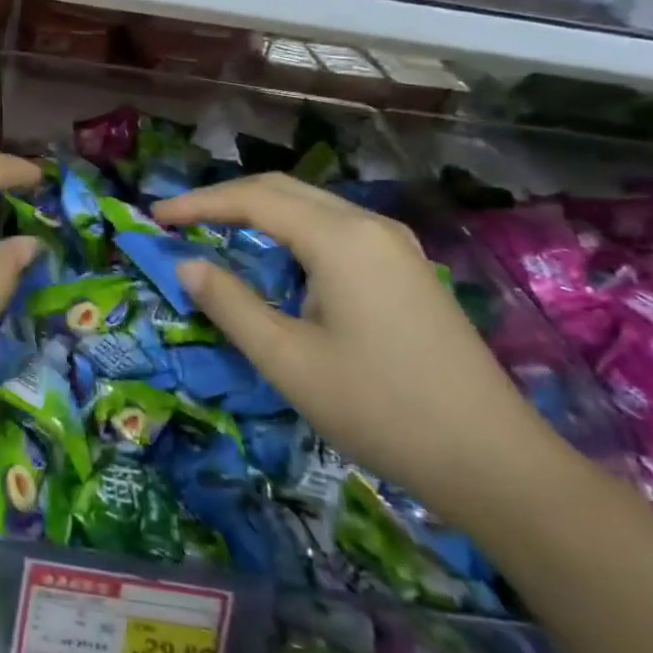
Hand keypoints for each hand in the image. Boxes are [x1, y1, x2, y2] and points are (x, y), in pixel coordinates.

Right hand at [153, 173, 561, 524]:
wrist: (496, 463)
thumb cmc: (381, 408)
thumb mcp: (288, 359)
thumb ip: (230, 303)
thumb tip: (186, 263)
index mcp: (340, 239)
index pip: (252, 199)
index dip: (198, 204)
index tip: (155, 216)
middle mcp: (369, 225)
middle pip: (282, 189)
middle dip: (225, 199)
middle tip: (179, 219)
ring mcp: (395, 245)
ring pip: (310, 205)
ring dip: (258, 211)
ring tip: (215, 232)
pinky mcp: (406, 268)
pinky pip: (334, 228)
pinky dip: (290, 230)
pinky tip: (276, 258)